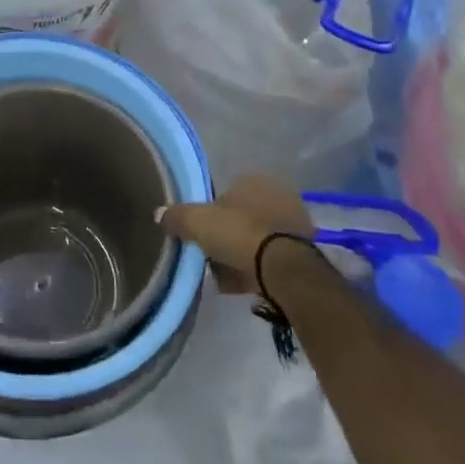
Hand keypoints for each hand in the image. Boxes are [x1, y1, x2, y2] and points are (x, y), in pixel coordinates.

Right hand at [160, 176, 312, 295]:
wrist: (285, 269)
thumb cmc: (239, 234)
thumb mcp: (197, 222)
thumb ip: (177, 216)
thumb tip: (160, 213)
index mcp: (253, 180)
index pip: (225, 193)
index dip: (210, 214)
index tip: (202, 233)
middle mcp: (277, 194)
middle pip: (242, 216)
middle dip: (228, 235)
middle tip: (212, 255)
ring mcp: (294, 222)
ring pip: (258, 238)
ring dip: (243, 254)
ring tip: (227, 276)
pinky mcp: (305, 251)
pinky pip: (272, 257)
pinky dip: (259, 268)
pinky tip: (245, 284)